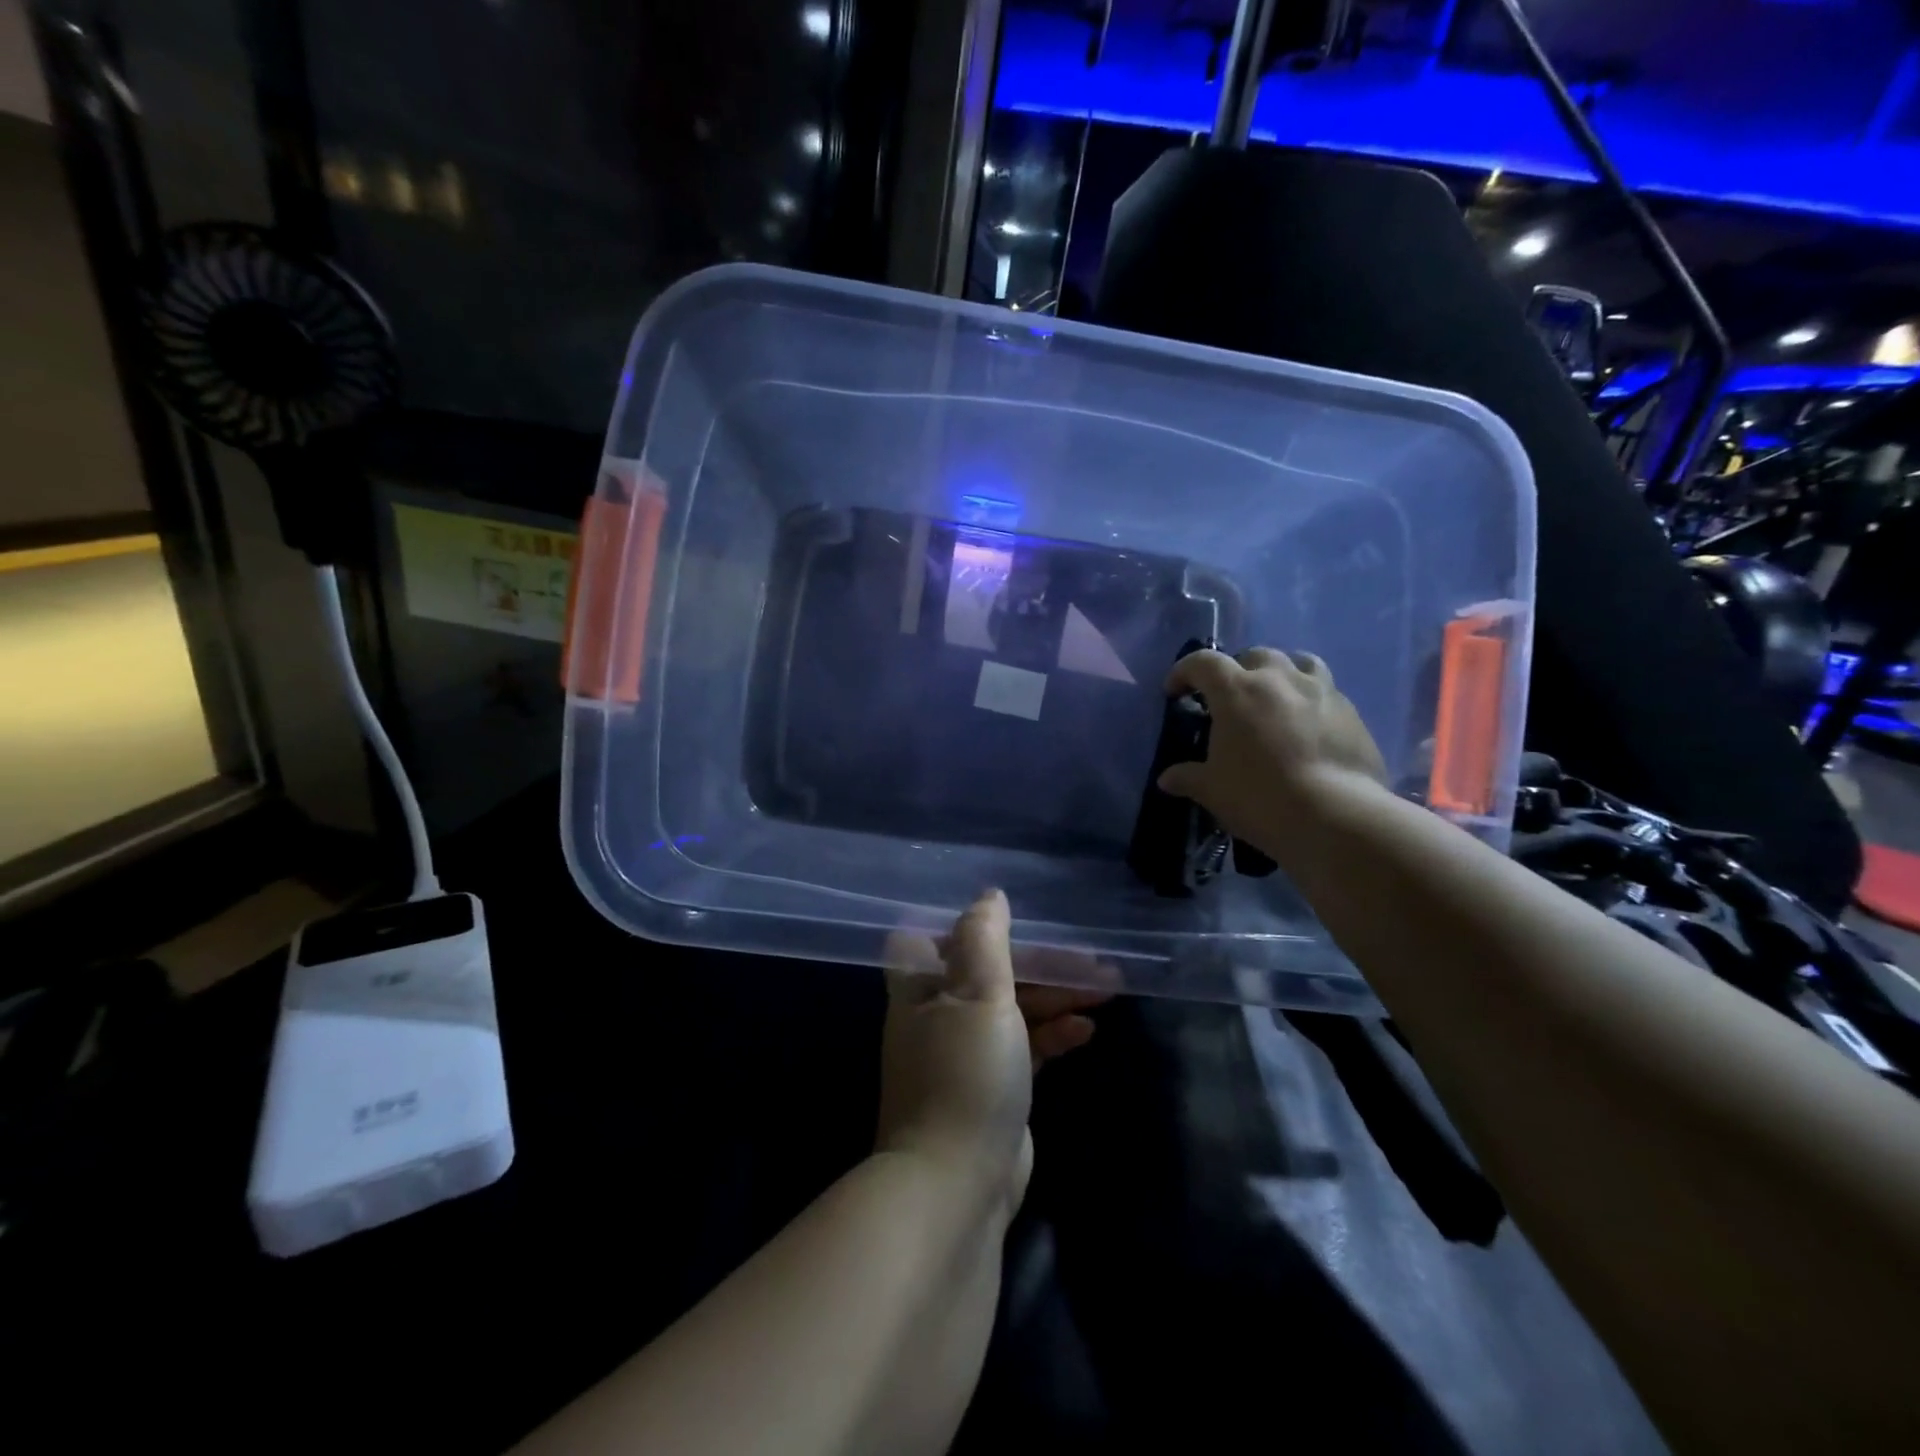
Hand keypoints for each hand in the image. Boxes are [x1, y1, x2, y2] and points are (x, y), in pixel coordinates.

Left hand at [877, 893, 1109, 1217]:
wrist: (957, 1185)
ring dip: (1055, 997)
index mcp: (921, 987)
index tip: (1013, 920)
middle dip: (1040, 964)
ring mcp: (965, 1054)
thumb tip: (990, 896)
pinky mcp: (993, 1088)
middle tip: (1092, 961)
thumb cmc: (965, 1074)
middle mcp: (938, 1015)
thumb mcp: (978, 994)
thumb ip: (985, 940)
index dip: (969, 927)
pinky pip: (1025, 1046)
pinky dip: (1053, 1035)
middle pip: (991, 973)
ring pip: (1013, 1009)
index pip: (933, 939)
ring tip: (1105, 988)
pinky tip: (1087, 1031)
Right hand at [1155, 647, 1388, 865]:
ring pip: (1299, 662)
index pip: (1202, 663)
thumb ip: (1188, 777)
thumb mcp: (1212, 790)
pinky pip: (1327, 692)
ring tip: (1276, 698)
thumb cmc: (1259, 796)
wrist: (1335, 816)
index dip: (1184, 672)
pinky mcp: (1352, 712)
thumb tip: (1167, 778)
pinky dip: (1310, 701)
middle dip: (1236, 671)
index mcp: (1236, 690)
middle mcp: (1279, 678)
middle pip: (1253, 656)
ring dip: (1281, 673)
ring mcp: (1321, 691)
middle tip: (1230, 699)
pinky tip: (1308, 728)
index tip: (1175, 692)